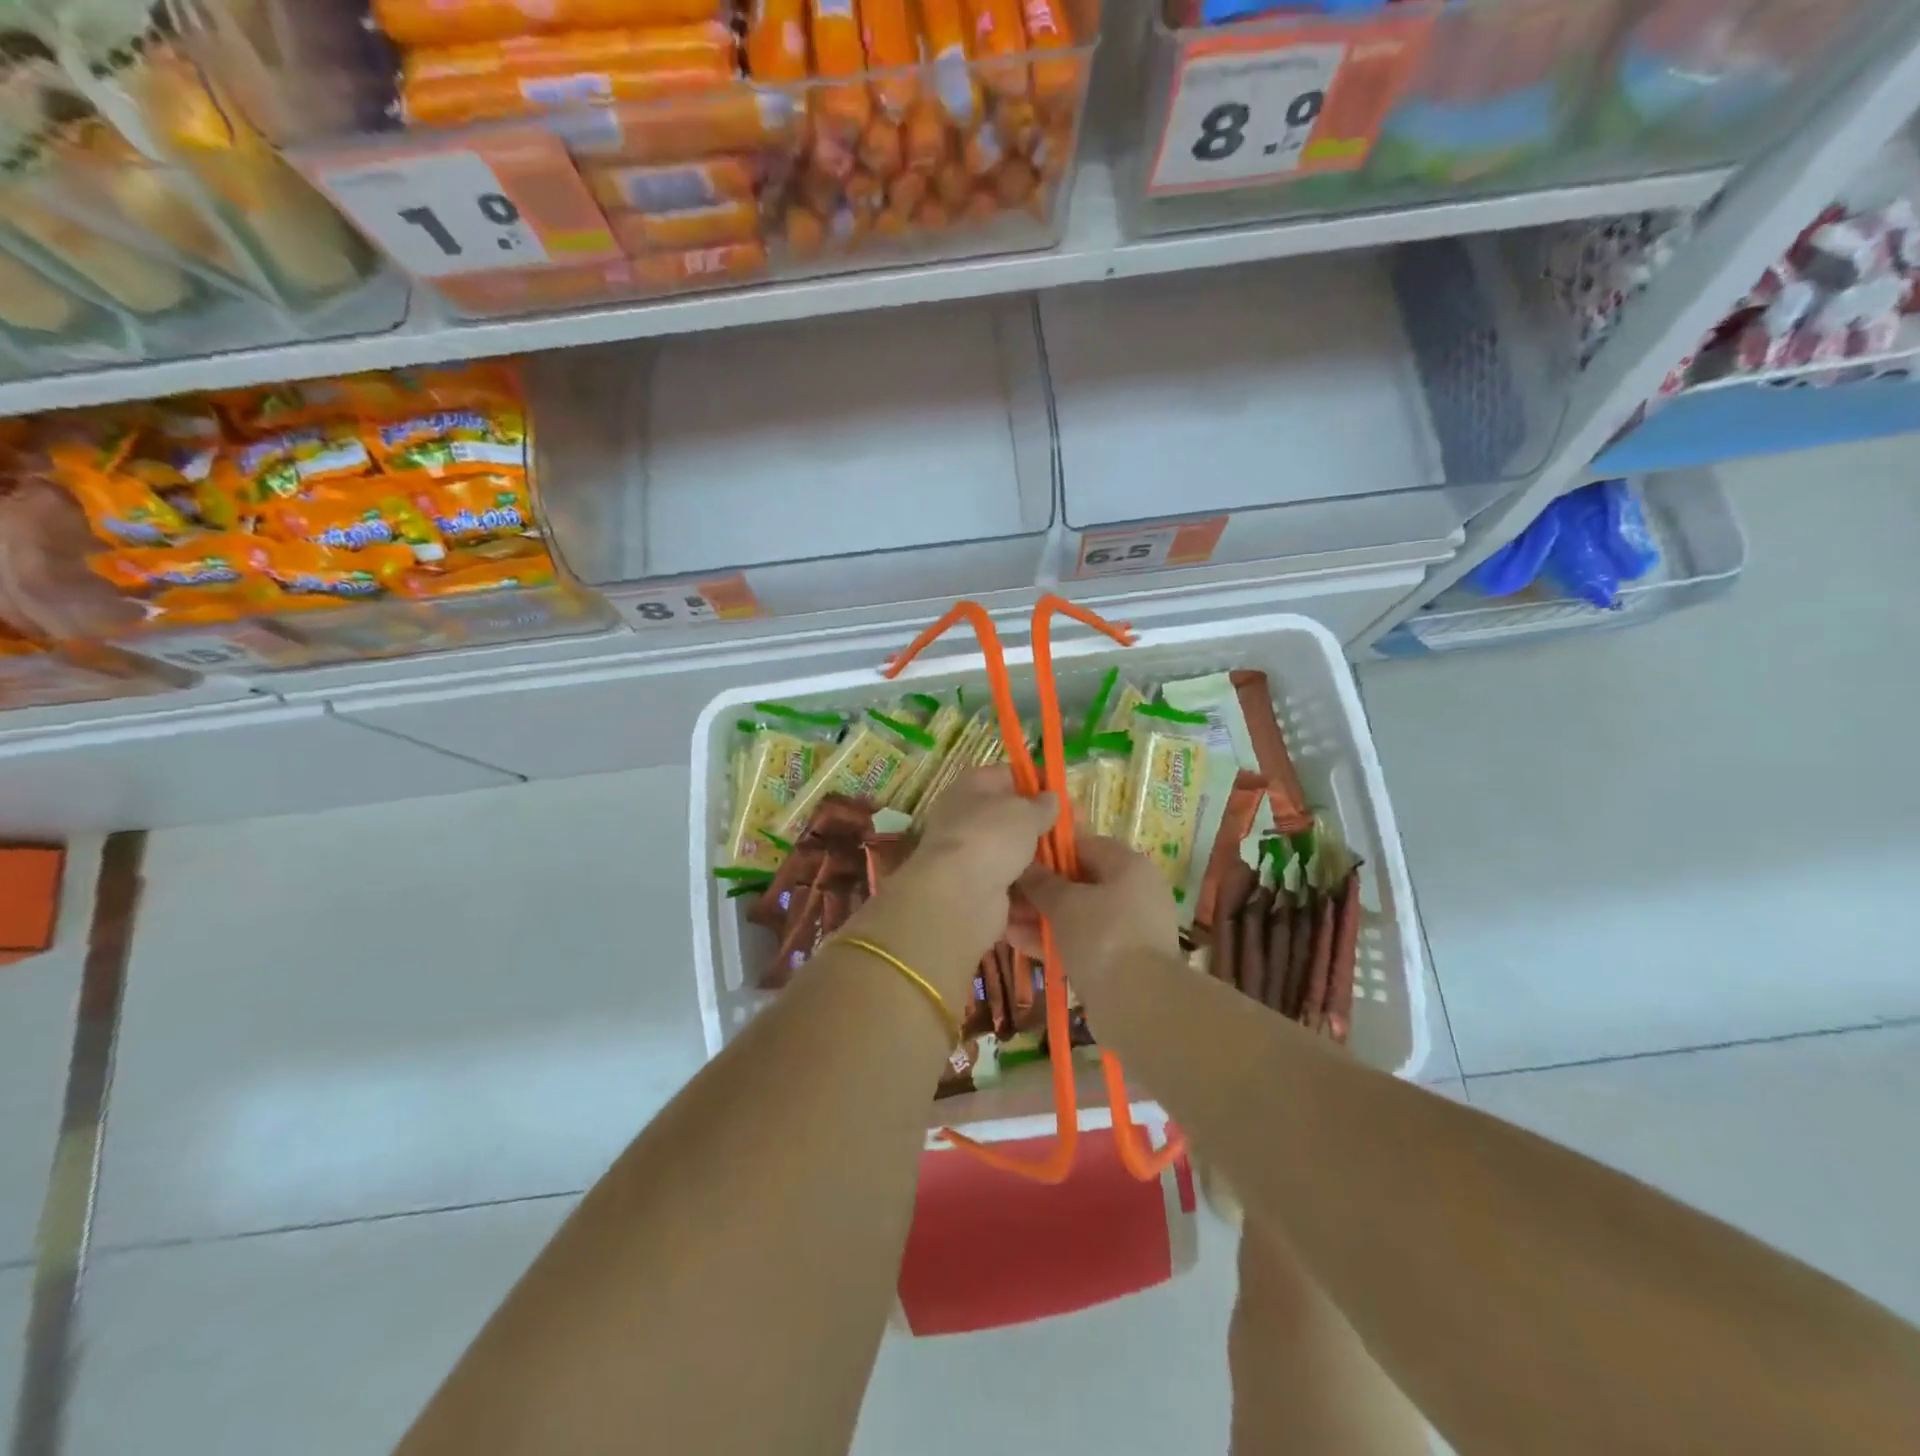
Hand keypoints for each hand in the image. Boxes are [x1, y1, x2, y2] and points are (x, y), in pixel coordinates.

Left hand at [881, 768, 1057, 967]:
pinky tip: (1058, 893)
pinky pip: (1014, 888)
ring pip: (1016, 855)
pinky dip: (1033, 892)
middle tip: (1078, 834)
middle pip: (1013, 819)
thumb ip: (1041, 805)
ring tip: (1074, 866)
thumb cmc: (990, 838)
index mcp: (971, 788)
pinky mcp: (980, 893)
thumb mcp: (1023, 812)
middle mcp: (967, 821)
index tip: (1066, 795)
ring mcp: (972, 859)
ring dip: (1043, 862)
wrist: (959, 897)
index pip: (1008, 775)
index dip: (1038, 781)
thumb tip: (1050, 799)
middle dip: (1045, 827)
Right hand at [1008, 836, 1181, 1001]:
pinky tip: (1017, 942)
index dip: (1049, 850)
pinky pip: (1081, 941)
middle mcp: (1133, 892)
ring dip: (1040, 917)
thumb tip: (1024, 867)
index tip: (1018, 859)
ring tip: (1003, 920)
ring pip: (1076, 915)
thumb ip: (1041, 882)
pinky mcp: (1119, 960)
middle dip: (1039, 889)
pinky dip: (1053, 940)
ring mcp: (1128, 928)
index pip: (1083, 844)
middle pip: (1078, 882)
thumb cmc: (1103, 936)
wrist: (1140, 1005)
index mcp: (1128, 866)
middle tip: (1004, 894)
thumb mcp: (1065, 903)